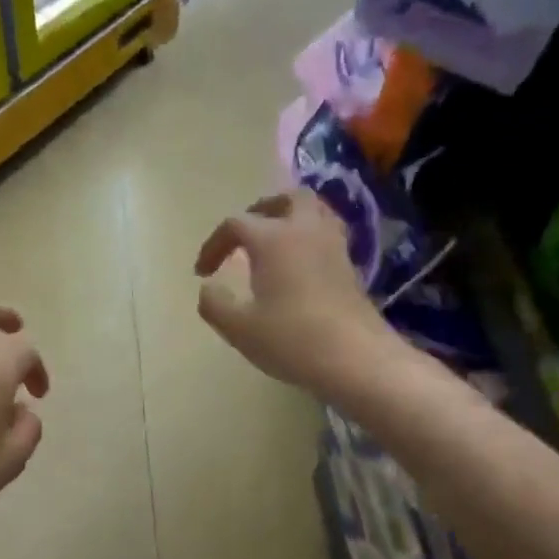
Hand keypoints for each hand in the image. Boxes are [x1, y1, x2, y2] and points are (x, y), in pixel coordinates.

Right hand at [195, 191, 396, 395]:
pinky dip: (311, 240)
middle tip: (247, 235)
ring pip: (315, 212)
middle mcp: (305, 231)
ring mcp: (334, 247)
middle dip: (262, 210)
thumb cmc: (292, 339)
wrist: (356, 359)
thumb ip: (215, 304)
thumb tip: (208, 288)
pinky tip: (301, 266)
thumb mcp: (239, 328)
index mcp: (273, 239)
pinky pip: (328, 236)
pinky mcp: (352, 267)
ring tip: (276, 244)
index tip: (202, 273)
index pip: (236, 224)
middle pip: (286, 199)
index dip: (214, 244)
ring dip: (292, 219)